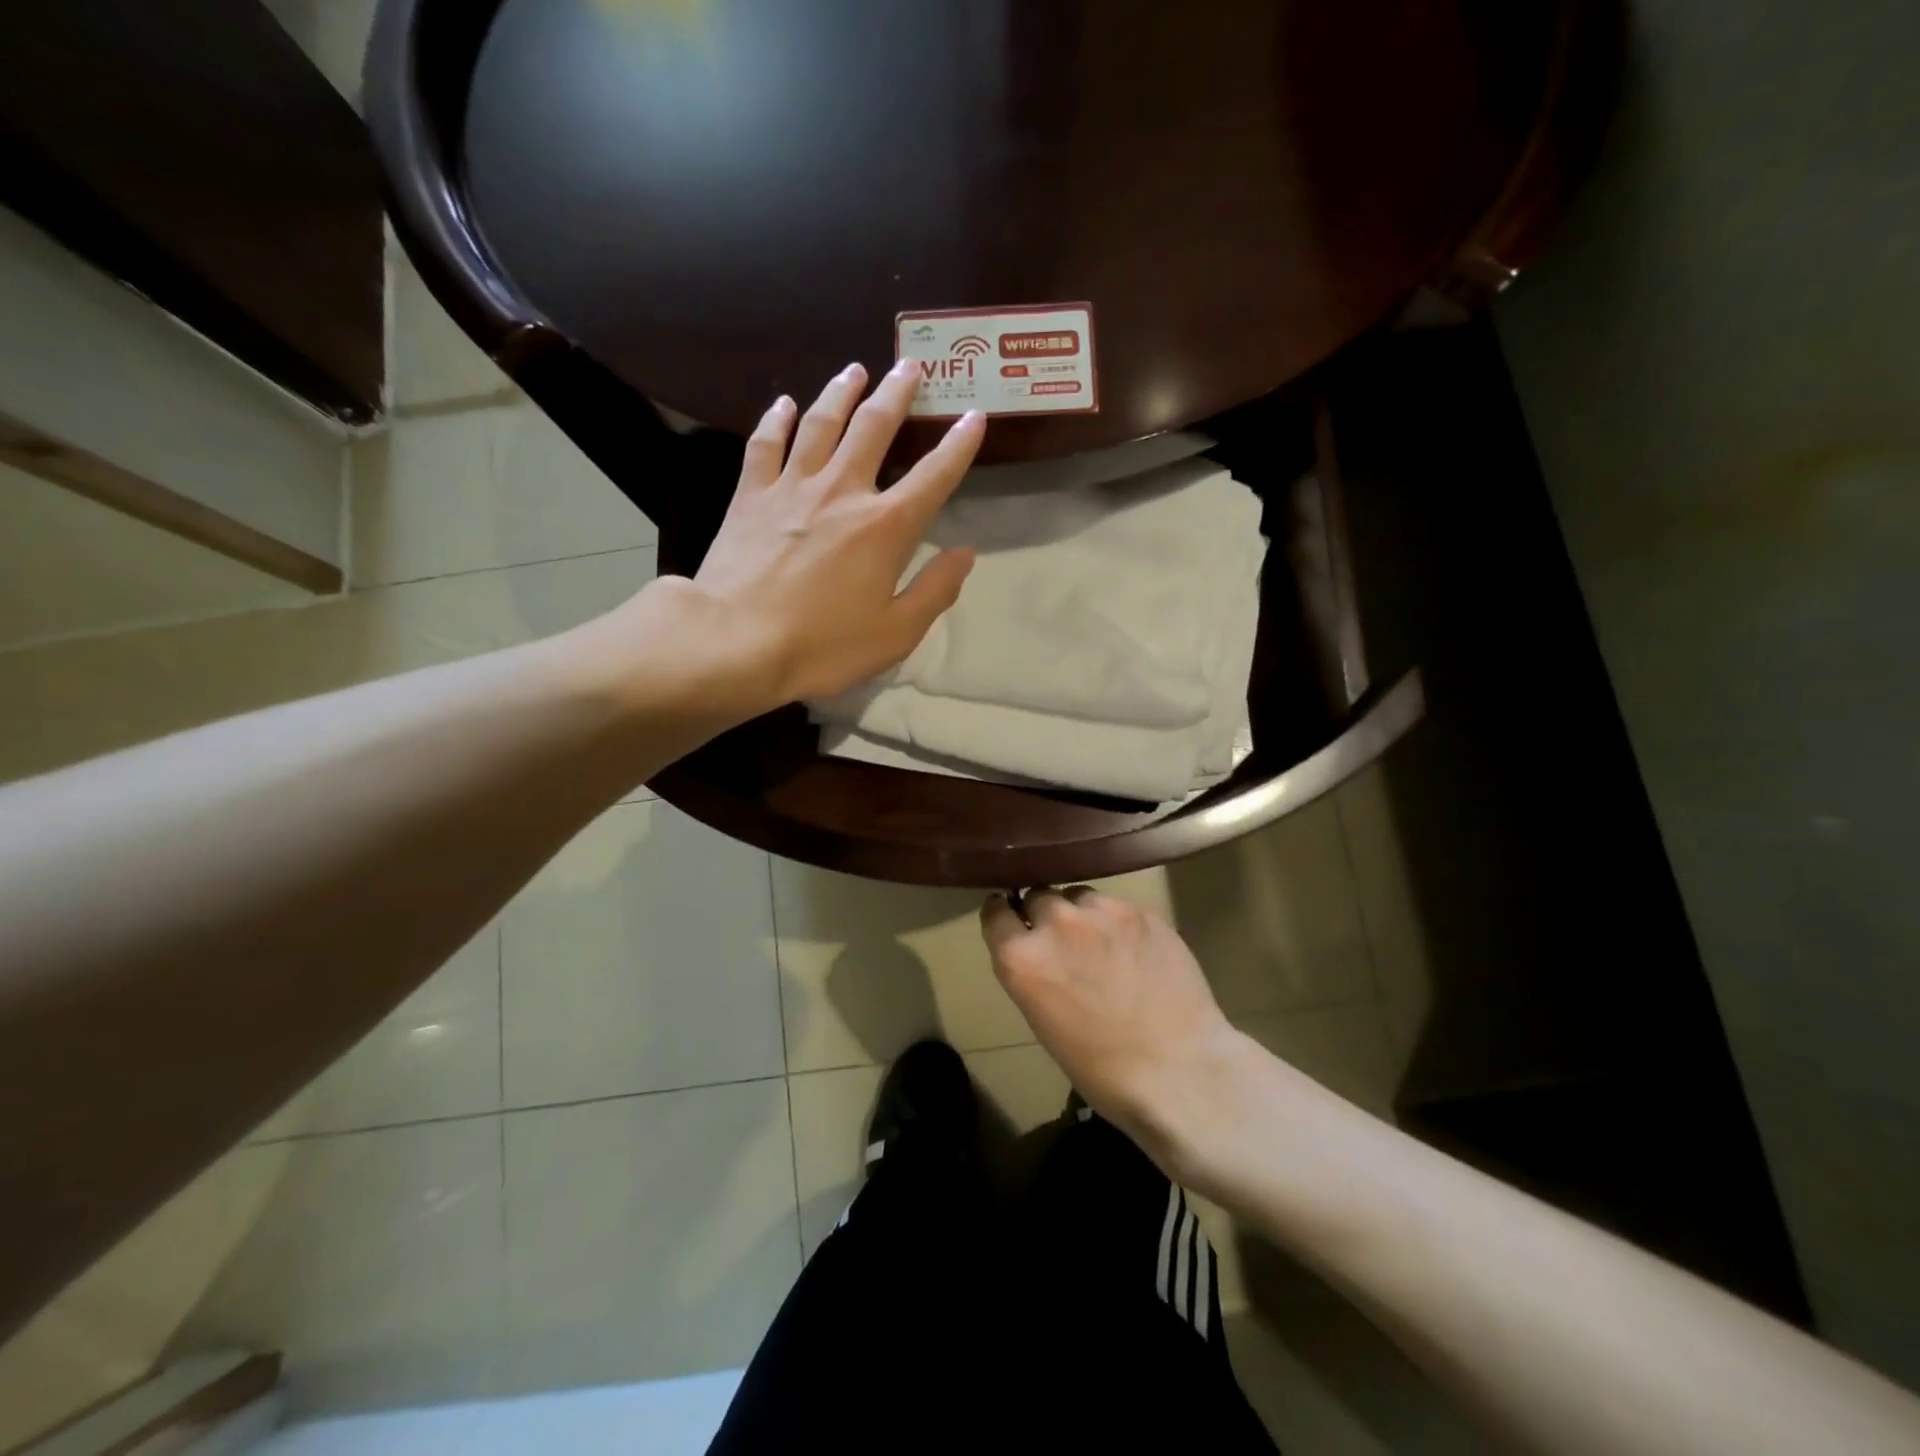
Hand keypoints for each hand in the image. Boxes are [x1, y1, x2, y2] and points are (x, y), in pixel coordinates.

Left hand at [689, 360, 984, 706]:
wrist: (735, 642)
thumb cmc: (823, 646)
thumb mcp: (895, 633)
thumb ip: (934, 591)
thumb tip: (965, 554)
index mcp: (885, 526)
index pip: (934, 475)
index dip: (959, 445)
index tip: (974, 416)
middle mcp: (843, 491)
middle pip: (874, 427)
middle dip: (897, 394)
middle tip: (910, 366)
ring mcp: (792, 488)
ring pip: (820, 423)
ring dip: (841, 392)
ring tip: (855, 370)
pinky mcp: (750, 496)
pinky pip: (765, 444)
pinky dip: (776, 419)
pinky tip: (783, 403)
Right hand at [981, 887, 1253, 1168]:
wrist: (1179, 1071)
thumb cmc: (1102, 1068)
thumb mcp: (1042, 1021)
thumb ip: (1032, 972)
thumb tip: (1038, 951)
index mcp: (1021, 958)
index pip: (995, 912)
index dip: (1003, 916)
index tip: (1011, 920)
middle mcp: (1055, 923)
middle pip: (1037, 896)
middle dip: (1045, 916)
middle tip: (1064, 941)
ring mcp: (1100, 911)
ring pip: (1078, 896)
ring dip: (1081, 914)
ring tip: (1101, 942)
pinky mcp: (1139, 910)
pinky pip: (1116, 905)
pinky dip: (1117, 922)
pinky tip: (1134, 949)